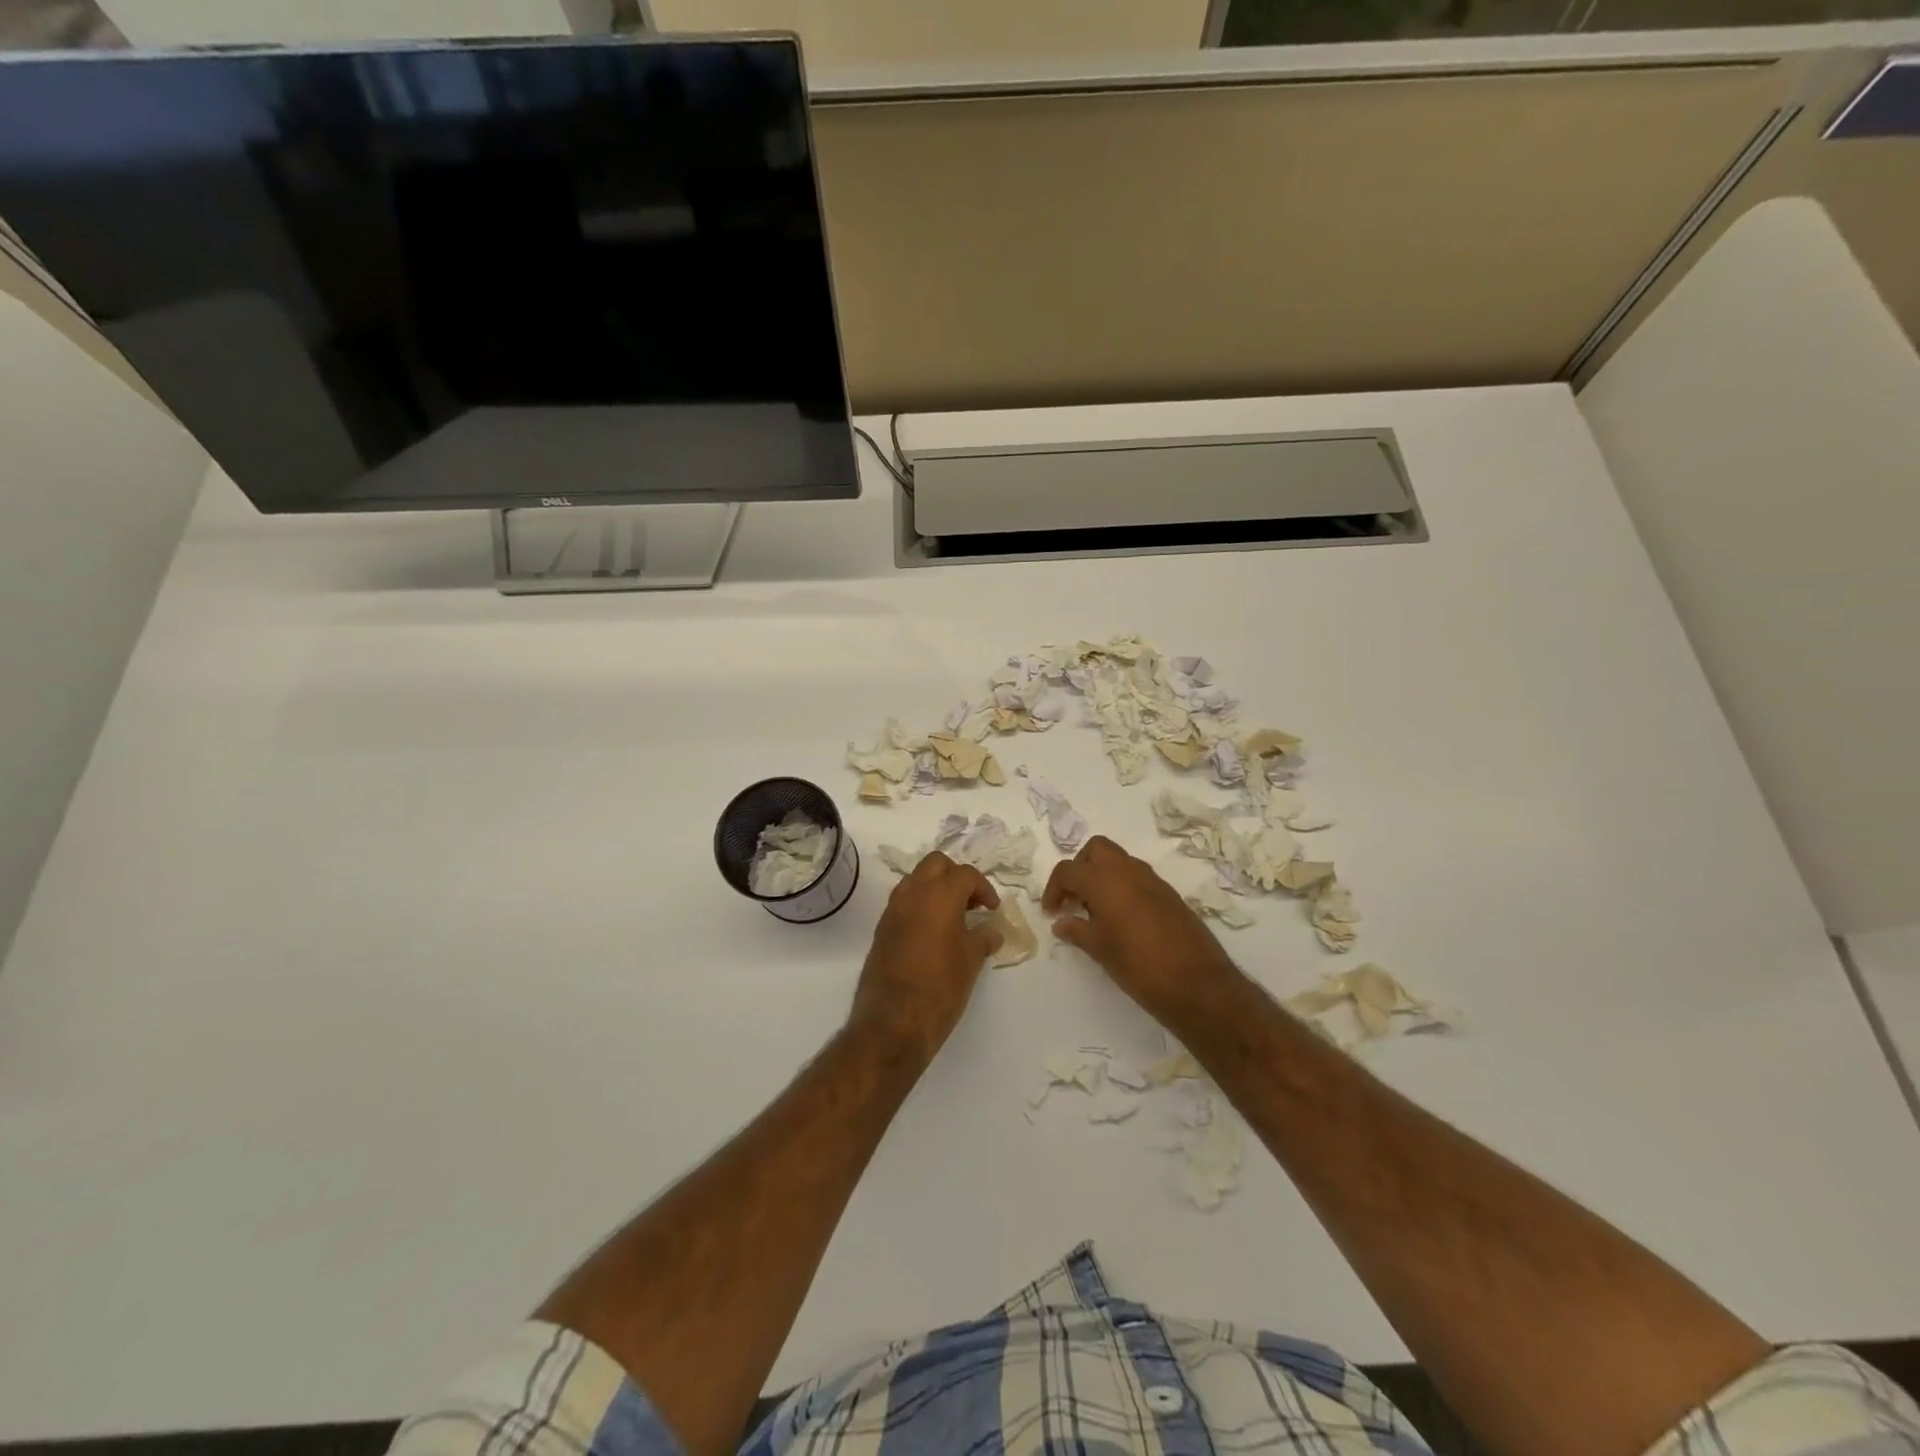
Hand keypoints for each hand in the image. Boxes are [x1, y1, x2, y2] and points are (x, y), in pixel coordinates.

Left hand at [850, 852, 1001, 1060]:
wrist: (893, 1021)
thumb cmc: (940, 987)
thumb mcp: (971, 961)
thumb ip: (983, 938)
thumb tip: (992, 930)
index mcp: (939, 895)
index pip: (965, 874)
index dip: (984, 888)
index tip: (992, 909)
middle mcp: (913, 893)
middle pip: (936, 864)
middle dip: (956, 876)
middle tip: (971, 903)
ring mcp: (893, 909)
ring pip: (915, 879)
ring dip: (935, 888)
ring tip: (952, 916)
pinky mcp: (881, 928)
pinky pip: (903, 901)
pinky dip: (919, 905)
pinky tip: (932, 932)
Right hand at [1042, 837, 1246, 1037]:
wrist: (1197, 983)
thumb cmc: (1138, 965)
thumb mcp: (1100, 949)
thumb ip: (1076, 930)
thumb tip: (1061, 923)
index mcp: (1104, 880)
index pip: (1068, 870)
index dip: (1053, 889)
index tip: (1051, 912)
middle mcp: (1128, 871)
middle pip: (1096, 850)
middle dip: (1080, 868)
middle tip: (1074, 898)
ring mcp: (1153, 880)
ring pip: (1120, 861)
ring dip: (1103, 875)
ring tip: (1096, 910)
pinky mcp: (1170, 894)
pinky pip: (1139, 878)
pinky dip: (1124, 887)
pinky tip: (1122, 918)